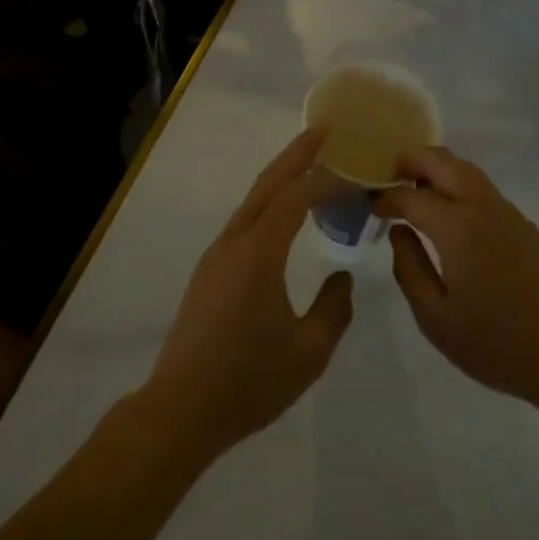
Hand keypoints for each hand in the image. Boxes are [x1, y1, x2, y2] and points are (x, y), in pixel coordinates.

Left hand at [142, 128, 354, 461]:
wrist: (180, 410)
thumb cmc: (248, 381)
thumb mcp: (308, 352)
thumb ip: (334, 309)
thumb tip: (342, 277)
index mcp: (259, 252)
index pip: (297, 196)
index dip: (328, 179)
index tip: (358, 174)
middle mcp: (235, 241)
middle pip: (268, 182)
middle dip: (297, 153)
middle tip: (324, 130)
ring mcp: (218, 254)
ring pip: (254, 199)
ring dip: (282, 177)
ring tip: (311, 165)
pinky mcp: (210, 270)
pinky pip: (246, 220)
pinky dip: (270, 202)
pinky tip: (285, 215)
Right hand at [375, 148, 538, 408]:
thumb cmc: (494, 343)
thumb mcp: (435, 318)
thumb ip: (409, 268)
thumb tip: (399, 231)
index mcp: (456, 227)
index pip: (410, 196)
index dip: (385, 197)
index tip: (371, 206)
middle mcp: (481, 206)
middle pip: (441, 160)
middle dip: (411, 162)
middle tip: (391, 181)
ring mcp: (507, 212)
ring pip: (466, 169)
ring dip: (438, 170)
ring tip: (418, 193)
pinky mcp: (524, 224)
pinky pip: (484, 189)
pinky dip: (460, 186)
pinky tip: (455, 218)